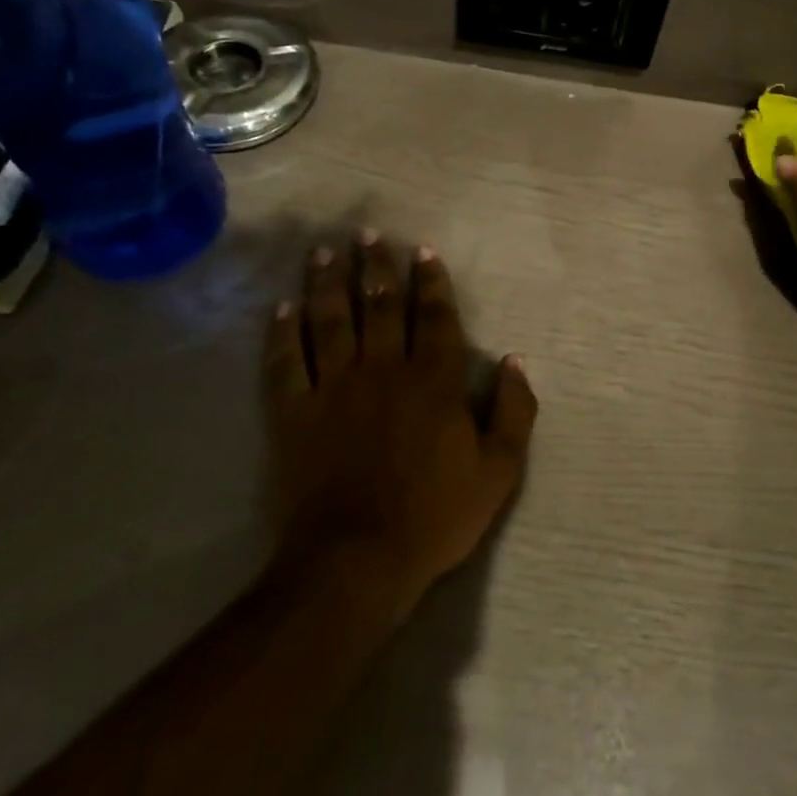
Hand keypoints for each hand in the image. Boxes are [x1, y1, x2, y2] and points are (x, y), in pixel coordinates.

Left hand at [266, 232, 537, 623]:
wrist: (356, 563)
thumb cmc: (434, 516)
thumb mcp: (499, 471)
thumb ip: (514, 410)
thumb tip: (514, 360)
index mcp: (434, 381)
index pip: (435, 317)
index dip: (431, 281)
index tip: (422, 250)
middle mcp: (384, 369)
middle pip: (380, 305)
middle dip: (376, 266)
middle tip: (367, 233)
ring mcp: (335, 388)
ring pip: (331, 321)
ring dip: (328, 282)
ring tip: (325, 251)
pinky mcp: (295, 413)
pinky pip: (286, 363)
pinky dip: (283, 333)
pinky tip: (282, 307)